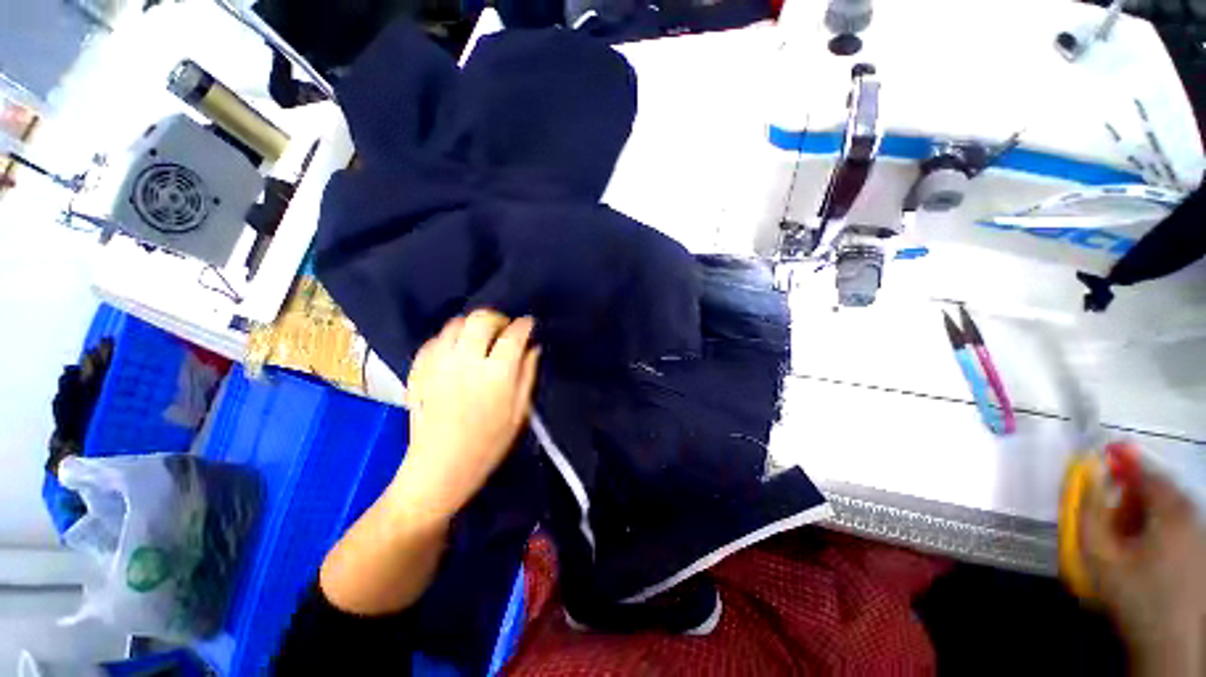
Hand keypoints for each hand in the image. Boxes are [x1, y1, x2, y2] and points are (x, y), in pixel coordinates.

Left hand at [392, 310, 539, 523]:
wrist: (440, 469)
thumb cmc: (488, 445)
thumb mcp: (519, 413)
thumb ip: (528, 375)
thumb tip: (533, 348)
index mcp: (497, 375)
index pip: (514, 335)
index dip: (524, 325)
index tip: (528, 324)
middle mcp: (466, 362)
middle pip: (481, 320)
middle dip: (497, 318)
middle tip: (503, 330)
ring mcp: (439, 364)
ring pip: (455, 324)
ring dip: (472, 326)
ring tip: (480, 339)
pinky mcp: (419, 371)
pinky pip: (434, 340)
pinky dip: (449, 338)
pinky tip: (456, 351)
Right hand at [1080, 445, 1205, 675]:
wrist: (1168, 641)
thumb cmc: (1132, 593)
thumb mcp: (1099, 555)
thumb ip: (1089, 511)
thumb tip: (1086, 478)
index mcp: (1171, 510)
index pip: (1146, 472)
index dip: (1121, 462)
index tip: (1100, 458)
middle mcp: (1192, 515)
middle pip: (1160, 489)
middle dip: (1132, 493)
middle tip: (1108, 509)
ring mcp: (1200, 535)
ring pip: (1169, 508)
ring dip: (1143, 511)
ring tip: (1122, 533)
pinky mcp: (1200, 552)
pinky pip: (1177, 525)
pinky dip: (1156, 526)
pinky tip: (1141, 549)